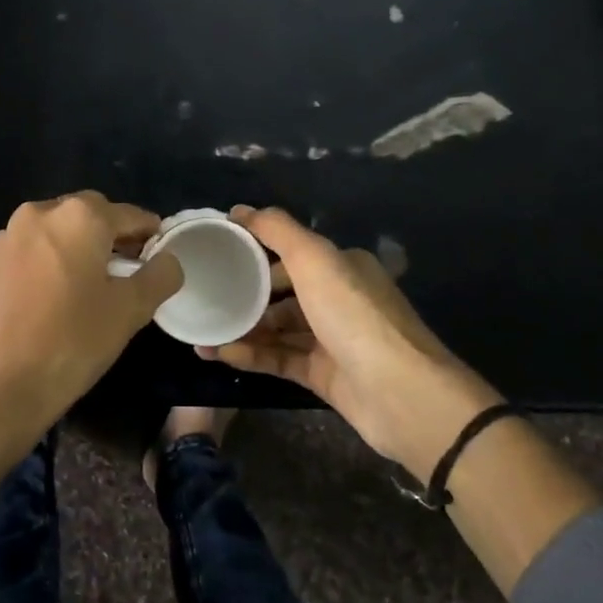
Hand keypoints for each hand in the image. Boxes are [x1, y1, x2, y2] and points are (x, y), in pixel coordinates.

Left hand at [0, 192, 183, 443]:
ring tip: (85, 285)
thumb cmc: (71, 342)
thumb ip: (159, 276)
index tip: (159, 251)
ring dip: (73, 248)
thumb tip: (167, 260)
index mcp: (79, 217)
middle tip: (126, 269)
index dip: (149, 232)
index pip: (128, 215)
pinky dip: (43, 264)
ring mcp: (4, 238)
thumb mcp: (130, 311)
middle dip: (109, 236)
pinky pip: (25, 253)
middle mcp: (39, 214)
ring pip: (52, 233)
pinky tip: (47, 299)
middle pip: (87, 216)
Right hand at [198, 206, 499, 481]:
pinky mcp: (324, 376)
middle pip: (282, 292)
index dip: (255, 251)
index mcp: (343, 267)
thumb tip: (240, 209)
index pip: (292, 252)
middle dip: (245, 294)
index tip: (217, 255)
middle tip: (205, 297)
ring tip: (203, 331)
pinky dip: (251, 355)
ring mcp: (332, 340)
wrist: (400, 393)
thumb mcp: (314, 259)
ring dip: (242, 328)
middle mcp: (339, 299)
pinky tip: (219, 353)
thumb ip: (276, 230)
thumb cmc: (354, 316)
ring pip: (278, 328)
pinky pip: (279, 359)